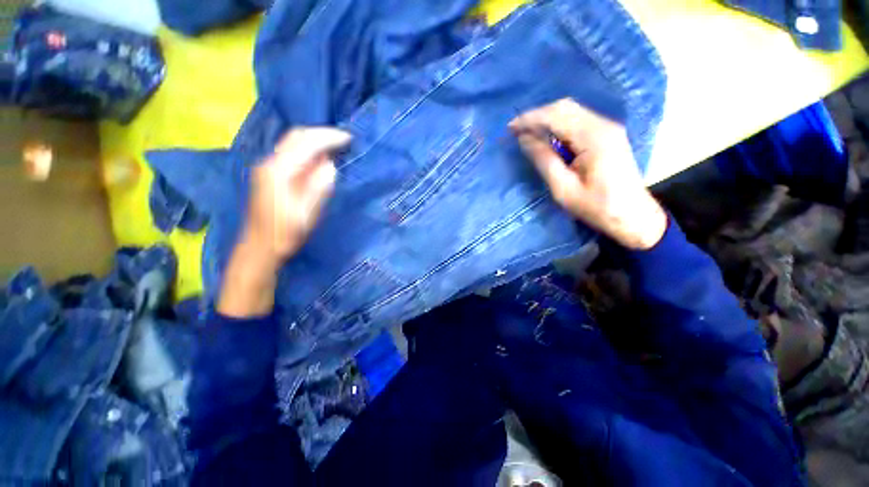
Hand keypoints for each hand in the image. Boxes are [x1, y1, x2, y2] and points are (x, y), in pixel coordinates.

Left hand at [243, 127, 350, 263]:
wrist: (260, 247)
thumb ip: (319, 187)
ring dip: (316, 140)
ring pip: (293, 143)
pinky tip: (321, 159)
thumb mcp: (307, 213)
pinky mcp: (270, 174)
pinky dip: (309, 150)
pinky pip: (292, 153)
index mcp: (278, 171)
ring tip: (337, 147)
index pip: (305, 143)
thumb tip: (331, 165)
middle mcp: (270, 163)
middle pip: (296, 136)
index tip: (349, 139)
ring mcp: (268, 167)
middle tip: (345, 140)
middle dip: (322, 134)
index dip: (329, 138)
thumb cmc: (285, 234)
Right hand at [510, 98, 666, 249]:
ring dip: (547, 120)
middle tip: (516, 131)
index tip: (510, 128)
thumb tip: (524, 139)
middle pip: (565, 107)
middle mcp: (603, 125)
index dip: (530, 119)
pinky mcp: (607, 135)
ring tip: (526, 134)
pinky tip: (546, 137)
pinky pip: (577, 121)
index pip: (557, 115)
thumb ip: (544, 160)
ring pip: (571, 112)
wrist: (633, 216)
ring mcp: (607, 128)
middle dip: (537, 116)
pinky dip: (558, 126)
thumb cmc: (596, 207)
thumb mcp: (563, 188)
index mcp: (594, 137)